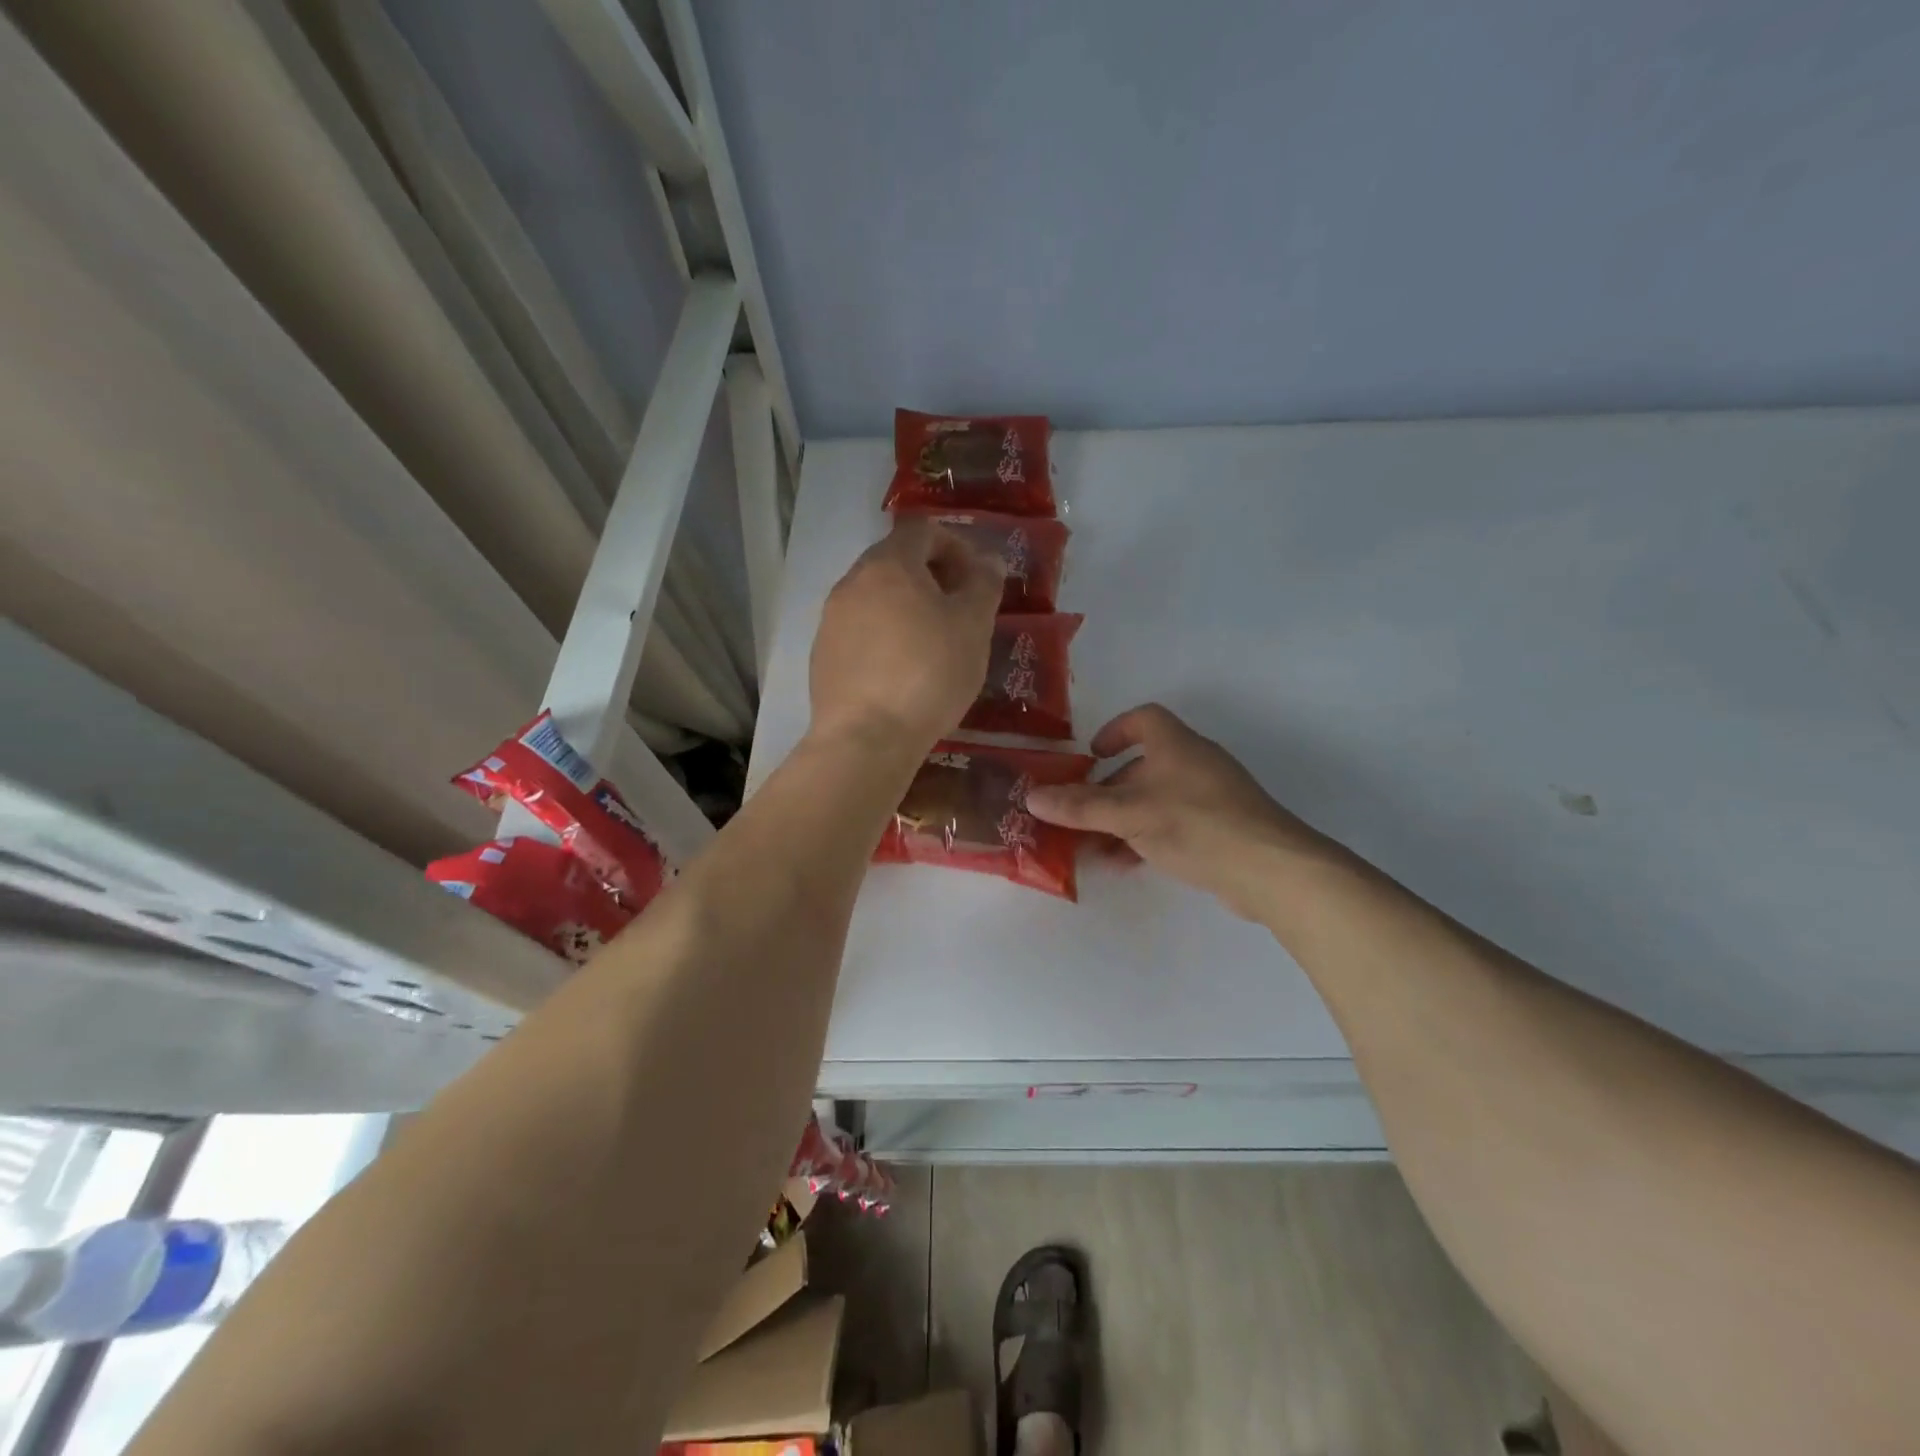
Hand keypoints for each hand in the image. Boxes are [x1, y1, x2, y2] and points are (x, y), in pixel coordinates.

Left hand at [809, 516, 1004, 754]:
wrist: (865, 738)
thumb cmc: (928, 674)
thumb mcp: (972, 627)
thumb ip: (983, 586)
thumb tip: (988, 561)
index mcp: (888, 564)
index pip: (922, 530)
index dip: (955, 545)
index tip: (976, 578)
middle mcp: (852, 582)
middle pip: (895, 560)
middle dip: (931, 576)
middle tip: (959, 609)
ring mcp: (831, 619)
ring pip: (875, 597)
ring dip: (907, 606)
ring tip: (933, 642)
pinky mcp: (822, 654)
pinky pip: (860, 629)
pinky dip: (885, 635)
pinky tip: (902, 670)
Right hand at [1025, 704, 1334, 919]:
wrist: (1271, 869)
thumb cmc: (1195, 824)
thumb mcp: (1129, 814)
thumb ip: (1080, 806)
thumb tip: (1030, 797)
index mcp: (1176, 745)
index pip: (1143, 719)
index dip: (1114, 731)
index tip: (1090, 756)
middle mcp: (1194, 764)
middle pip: (1143, 765)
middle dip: (1108, 789)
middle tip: (1080, 813)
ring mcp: (1211, 798)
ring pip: (1155, 800)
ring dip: (1122, 820)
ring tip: (1094, 847)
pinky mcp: (1221, 830)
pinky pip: (1172, 825)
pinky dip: (1146, 838)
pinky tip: (1127, 864)